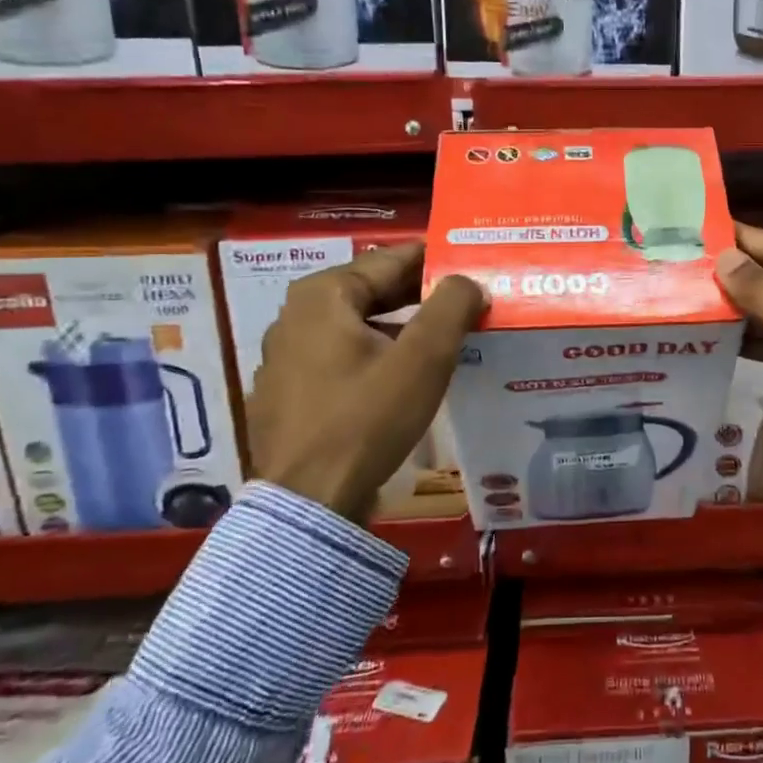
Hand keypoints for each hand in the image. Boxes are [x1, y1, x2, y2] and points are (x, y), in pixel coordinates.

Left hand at [247, 242, 485, 523]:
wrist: (308, 503)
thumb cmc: (367, 419)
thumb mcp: (423, 358)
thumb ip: (452, 306)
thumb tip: (468, 281)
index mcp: (323, 294)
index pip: (393, 259)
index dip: (439, 260)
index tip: (475, 263)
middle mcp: (296, 315)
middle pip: (374, 290)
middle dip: (423, 294)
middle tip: (471, 299)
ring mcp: (287, 355)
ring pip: (360, 324)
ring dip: (404, 326)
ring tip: (447, 334)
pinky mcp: (290, 391)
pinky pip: (344, 355)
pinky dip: (378, 353)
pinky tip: (407, 373)